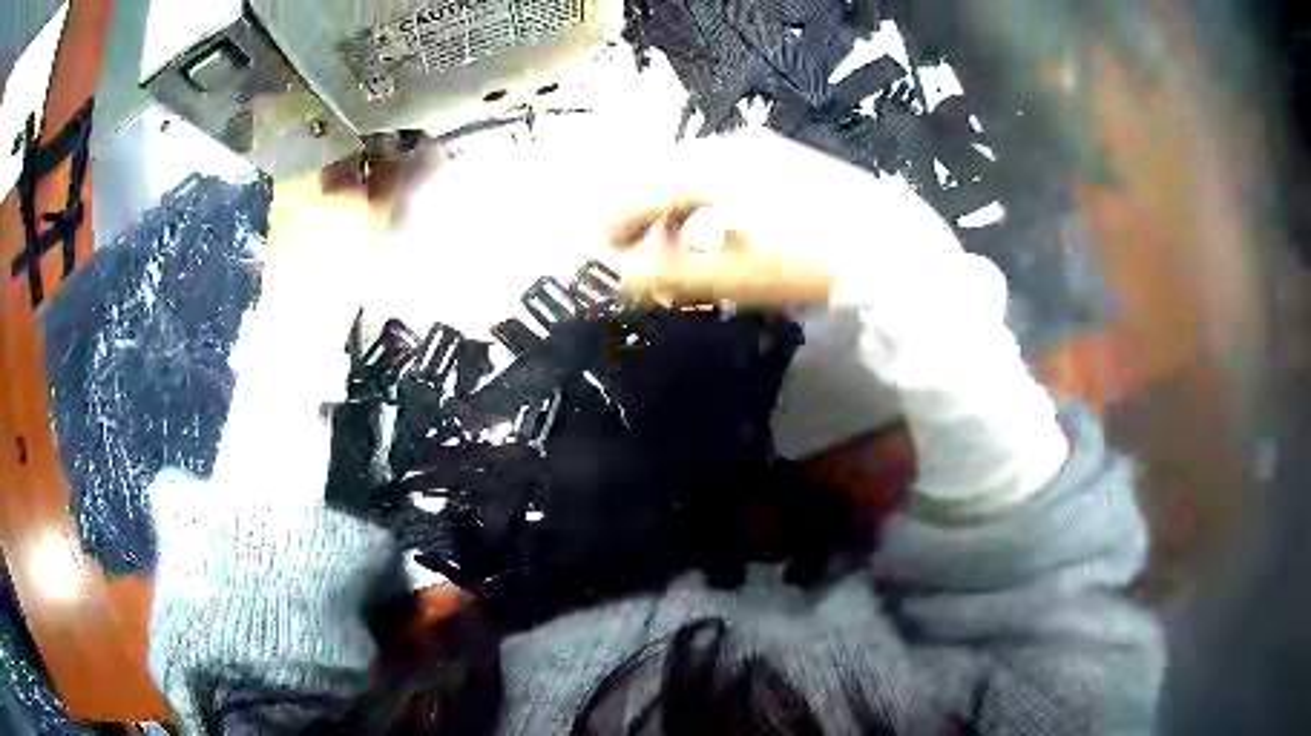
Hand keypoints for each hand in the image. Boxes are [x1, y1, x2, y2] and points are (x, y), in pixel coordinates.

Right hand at [601, 129, 992, 318]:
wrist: (887, 246)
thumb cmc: (808, 260)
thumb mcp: (736, 274)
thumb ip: (673, 273)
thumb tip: (625, 276)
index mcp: (711, 168)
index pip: (645, 188)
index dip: (618, 218)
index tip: (604, 248)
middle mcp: (731, 146)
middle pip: (669, 175)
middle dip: (648, 214)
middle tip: (638, 252)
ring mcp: (764, 149)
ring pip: (700, 174)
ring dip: (681, 210)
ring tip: (680, 249)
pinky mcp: (788, 159)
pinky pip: (731, 174)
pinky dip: (713, 202)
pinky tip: (723, 229)